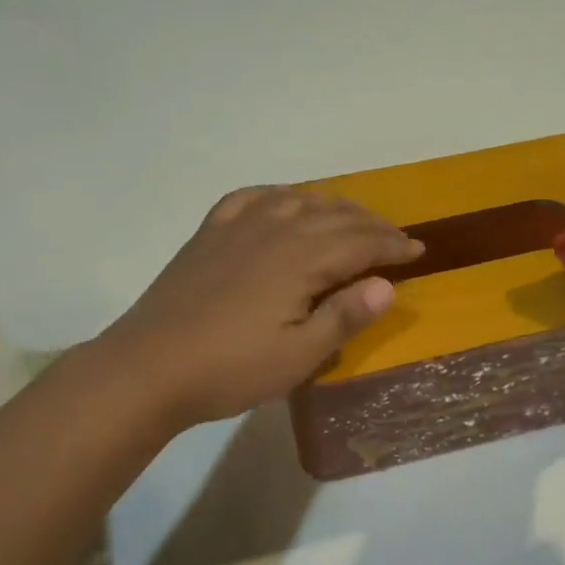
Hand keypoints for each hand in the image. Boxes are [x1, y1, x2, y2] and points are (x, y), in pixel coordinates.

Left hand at [97, 186, 422, 426]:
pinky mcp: (210, 233)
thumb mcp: (298, 356)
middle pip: (335, 215)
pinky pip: (252, 198)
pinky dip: (280, 195)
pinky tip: (285, 203)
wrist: (148, 366)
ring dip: (333, 207)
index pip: (361, 242)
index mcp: (301, 259)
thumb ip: (345, 317)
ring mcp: (238, 226)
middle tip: (394, 239)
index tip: (417, 251)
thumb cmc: (230, 368)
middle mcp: (275, 229)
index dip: (393, 245)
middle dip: (371, 224)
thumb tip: (387, 286)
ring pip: (298, 200)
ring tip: (350, 221)